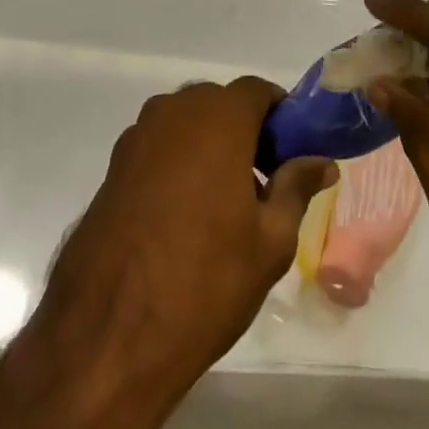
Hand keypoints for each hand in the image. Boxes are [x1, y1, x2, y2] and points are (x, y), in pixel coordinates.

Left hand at [0, 80, 336, 428]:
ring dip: (211, 147)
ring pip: (188, 125)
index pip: (258, 90)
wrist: (106, 337)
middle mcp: (174, 111)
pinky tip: (185, 217)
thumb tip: (321, 161)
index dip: (281, 114)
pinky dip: (179, 163)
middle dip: (246, 132)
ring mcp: (138, 137)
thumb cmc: (204, 283)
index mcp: (218, 117)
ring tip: (225, 205)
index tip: (294, 151)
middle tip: (265, 182)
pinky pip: (159, 147)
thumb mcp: (270, 241)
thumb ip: (296, 187)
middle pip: (221, 104)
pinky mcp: (113, 167)